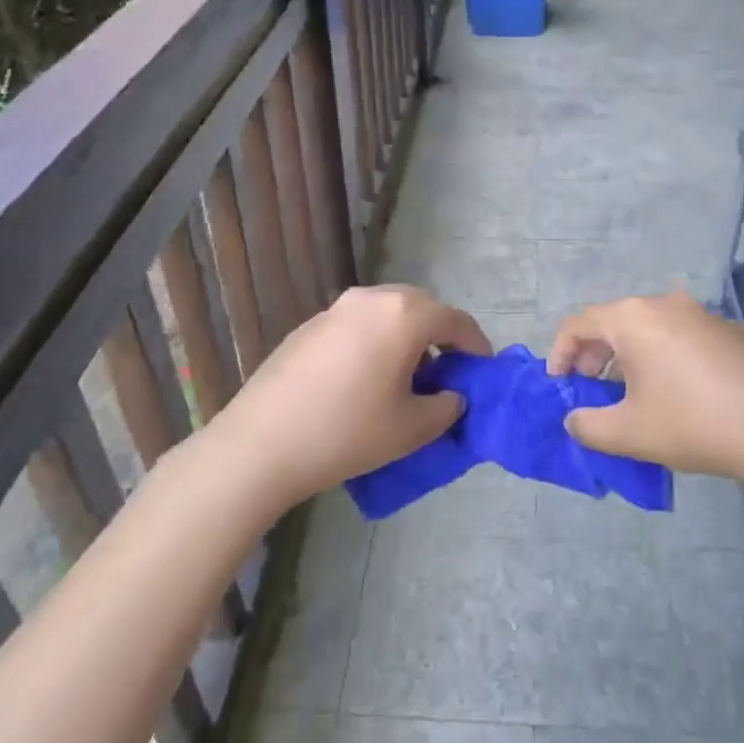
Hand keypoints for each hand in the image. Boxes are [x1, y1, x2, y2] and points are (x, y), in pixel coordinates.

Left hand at [216, 284, 491, 503]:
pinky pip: (358, 323)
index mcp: (404, 315)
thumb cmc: (347, 432)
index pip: (456, 321)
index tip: (482, 370)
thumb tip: (451, 395)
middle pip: (422, 308)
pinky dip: (375, 340)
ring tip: (405, 376)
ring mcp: (336, 308)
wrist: (261, 443)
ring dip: (406, 336)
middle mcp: (372, 299)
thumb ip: (446, 407)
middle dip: (440, 336)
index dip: (476, 345)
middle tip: (446, 372)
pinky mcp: (310, 325)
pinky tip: (364, 378)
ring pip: (388, 312)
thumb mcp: (412, 429)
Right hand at [548, 292, 743, 486]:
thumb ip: (587, 426)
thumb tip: (575, 419)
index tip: (558, 384)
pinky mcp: (730, 330)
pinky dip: (663, 355)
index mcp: (634, 318)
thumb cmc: (693, 423)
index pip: (579, 323)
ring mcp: (702, 313)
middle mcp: (665, 303)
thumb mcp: (629, 433)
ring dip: (629, 355)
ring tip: (629, 390)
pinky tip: (676, 391)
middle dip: (594, 354)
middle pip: (614, 321)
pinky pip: (681, 336)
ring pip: (649, 327)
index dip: (560, 352)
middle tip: (589, 388)